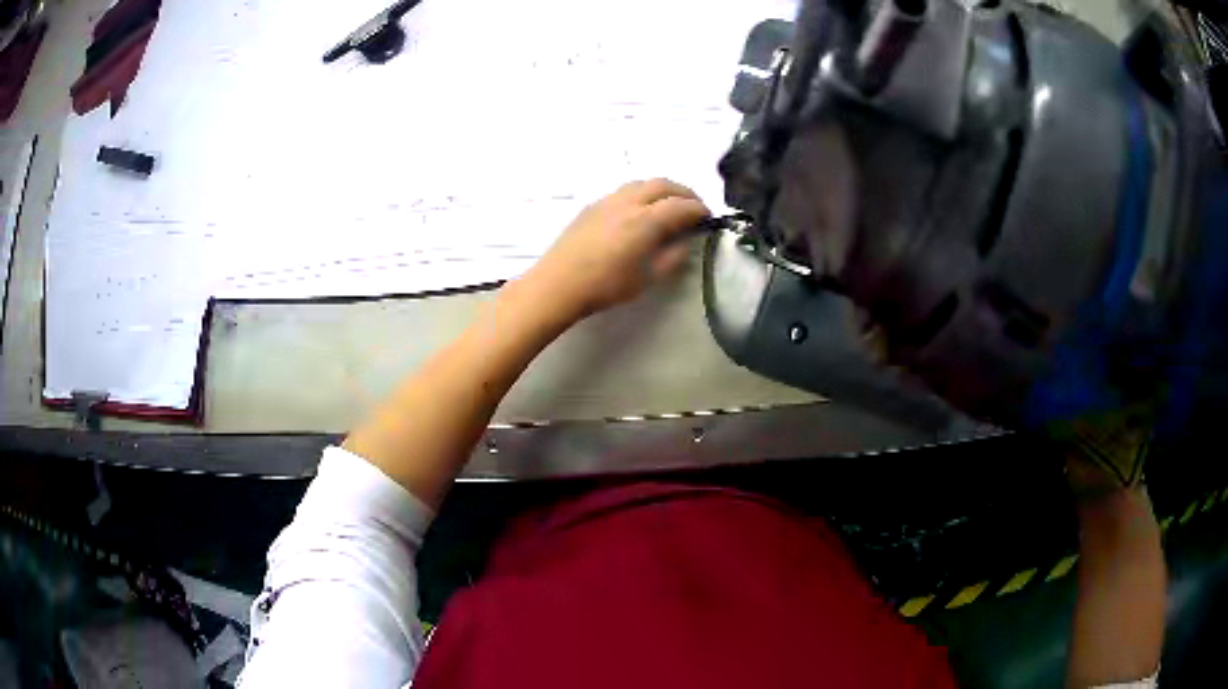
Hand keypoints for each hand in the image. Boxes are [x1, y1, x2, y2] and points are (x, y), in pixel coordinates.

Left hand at [523, 178, 710, 322]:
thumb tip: (684, 242)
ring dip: (663, 189)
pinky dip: (643, 193)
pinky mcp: (593, 205)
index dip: (699, 210)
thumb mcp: (647, 278)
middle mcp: (629, 202)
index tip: (709, 218)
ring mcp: (608, 200)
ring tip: (670, 204)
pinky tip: (642, 209)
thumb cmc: (606, 286)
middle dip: (684, 192)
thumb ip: (671, 257)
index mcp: (645, 220)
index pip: (681, 206)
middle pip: (663, 184)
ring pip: (642, 183)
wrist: (558, 284)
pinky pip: (625, 190)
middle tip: (695, 206)